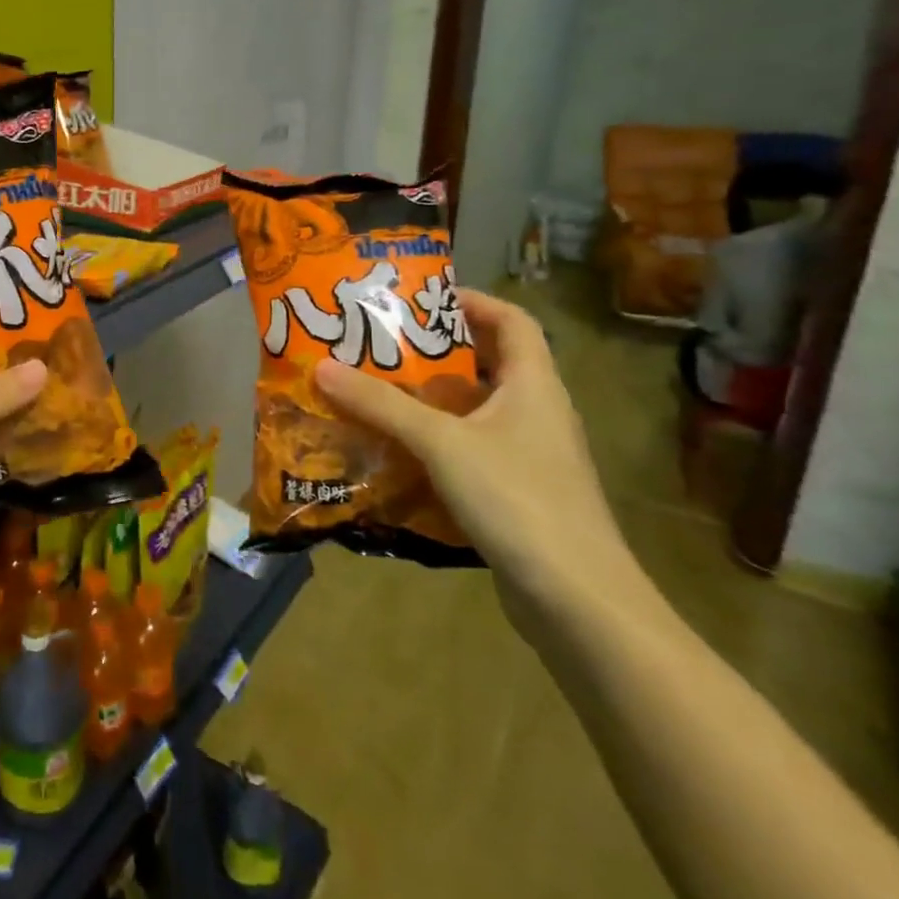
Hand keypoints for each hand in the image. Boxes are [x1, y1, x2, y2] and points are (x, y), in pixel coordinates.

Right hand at [314, 289, 643, 635]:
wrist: (577, 599)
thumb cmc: (517, 498)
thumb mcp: (441, 442)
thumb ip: (381, 404)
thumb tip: (322, 367)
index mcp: (534, 384)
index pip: (513, 320)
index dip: (471, 301)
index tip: (419, 300)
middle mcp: (537, 412)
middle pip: (489, 362)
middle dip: (436, 350)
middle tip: (380, 345)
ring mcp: (530, 455)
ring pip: (476, 410)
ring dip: (431, 399)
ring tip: (377, 391)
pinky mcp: (518, 492)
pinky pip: (471, 450)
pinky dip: (436, 442)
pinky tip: (396, 451)